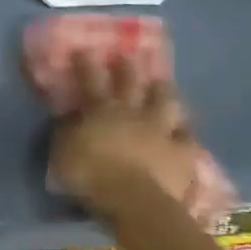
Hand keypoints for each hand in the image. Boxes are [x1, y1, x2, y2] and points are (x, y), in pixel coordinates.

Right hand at [48, 57, 200, 219]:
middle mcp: (132, 112)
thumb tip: (68, 117)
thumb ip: (66, 132)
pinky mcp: (182, 151)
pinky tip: (187, 131)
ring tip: (163, 83)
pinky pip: (187, 137)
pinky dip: (186, 133)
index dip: (87, 63)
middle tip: (128, 55)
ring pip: (165, 101)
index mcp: (100, 111)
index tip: (85, 49)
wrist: (134, 200)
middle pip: (130, 83)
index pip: (91, 80)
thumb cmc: (91, 176)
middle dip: (127, 68)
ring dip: (163, 91)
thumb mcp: (63, 153)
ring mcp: (161, 129)